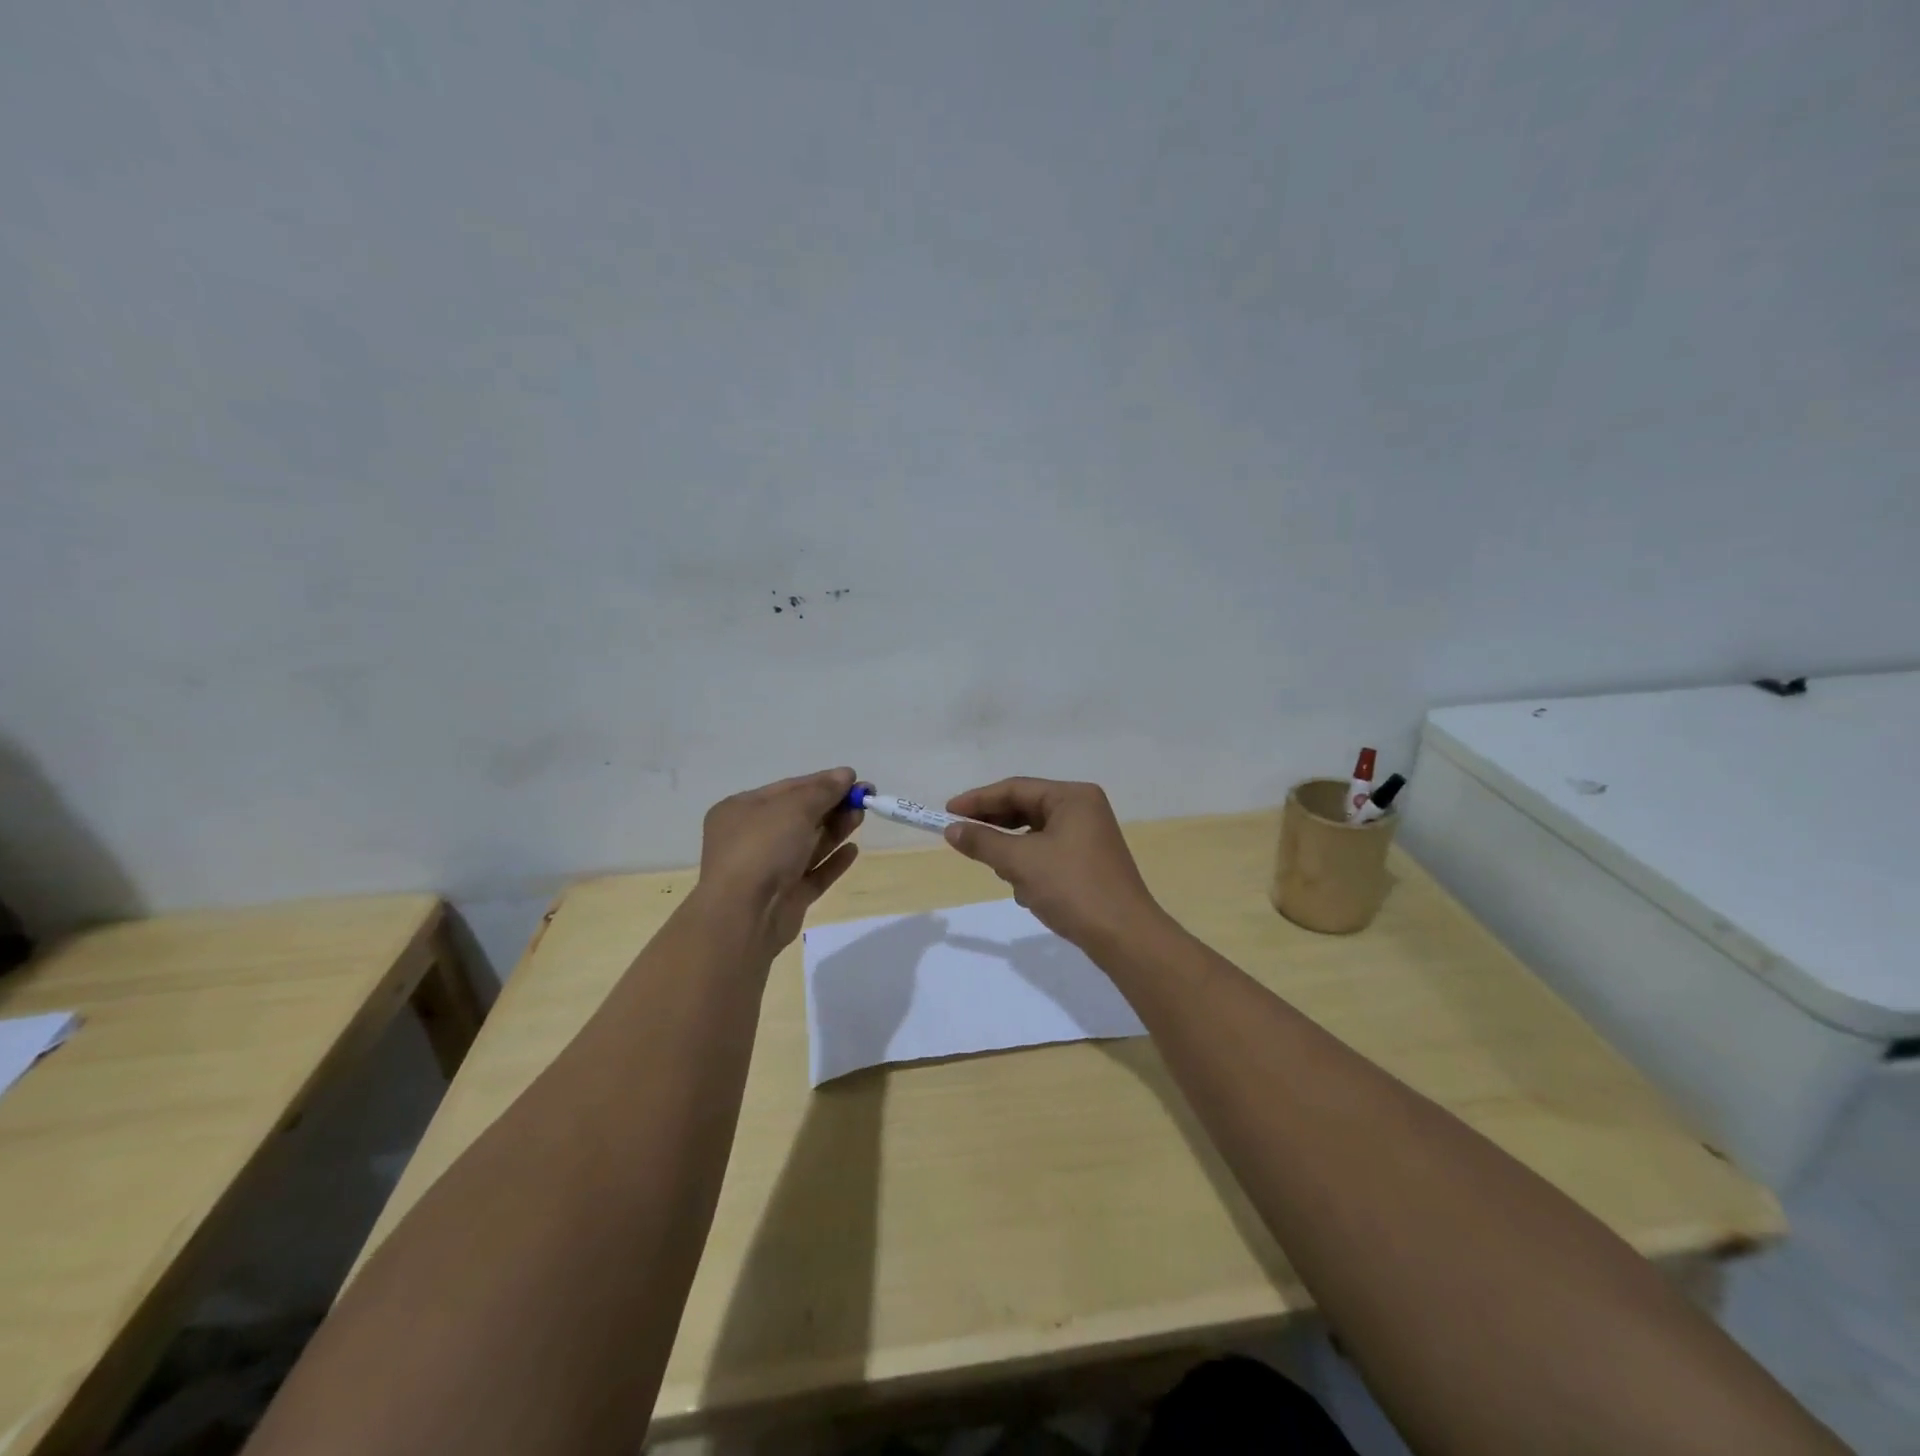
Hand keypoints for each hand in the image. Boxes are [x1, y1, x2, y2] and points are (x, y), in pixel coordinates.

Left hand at [693, 768, 862, 956]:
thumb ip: (823, 790)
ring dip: (835, 829)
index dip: (822, 782)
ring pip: (809, 845)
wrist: (744, 916)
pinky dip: (832, 861)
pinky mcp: (786, 896)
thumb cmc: (762, 849)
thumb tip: (845, 774)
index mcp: (742, 810)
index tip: (854, 779)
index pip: (788, 789)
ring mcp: (769, 869)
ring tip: (861, 817)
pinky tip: (853, 850)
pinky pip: (813, 874)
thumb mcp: (794, 808)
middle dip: (832, 805)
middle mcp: (752, 838)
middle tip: (866, 799)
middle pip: (800, 816)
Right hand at [942, 778, 1166, 948]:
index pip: (1015, 788)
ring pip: (1034, 834)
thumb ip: (983, 842)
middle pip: (1025, 808)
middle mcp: (1083, 809)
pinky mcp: (1088, 862)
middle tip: (961, 837)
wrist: (1124, 936)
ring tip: (997, 868)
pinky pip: (1047, 853)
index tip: (947, 813)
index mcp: (1072, 797)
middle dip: (994, 826)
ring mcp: (1088, 836)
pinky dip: (1030, 865)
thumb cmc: (1072, 888)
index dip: (978, 800)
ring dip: (1012, 850)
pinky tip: (1024, 889)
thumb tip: (951, 830)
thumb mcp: (1020, 862)